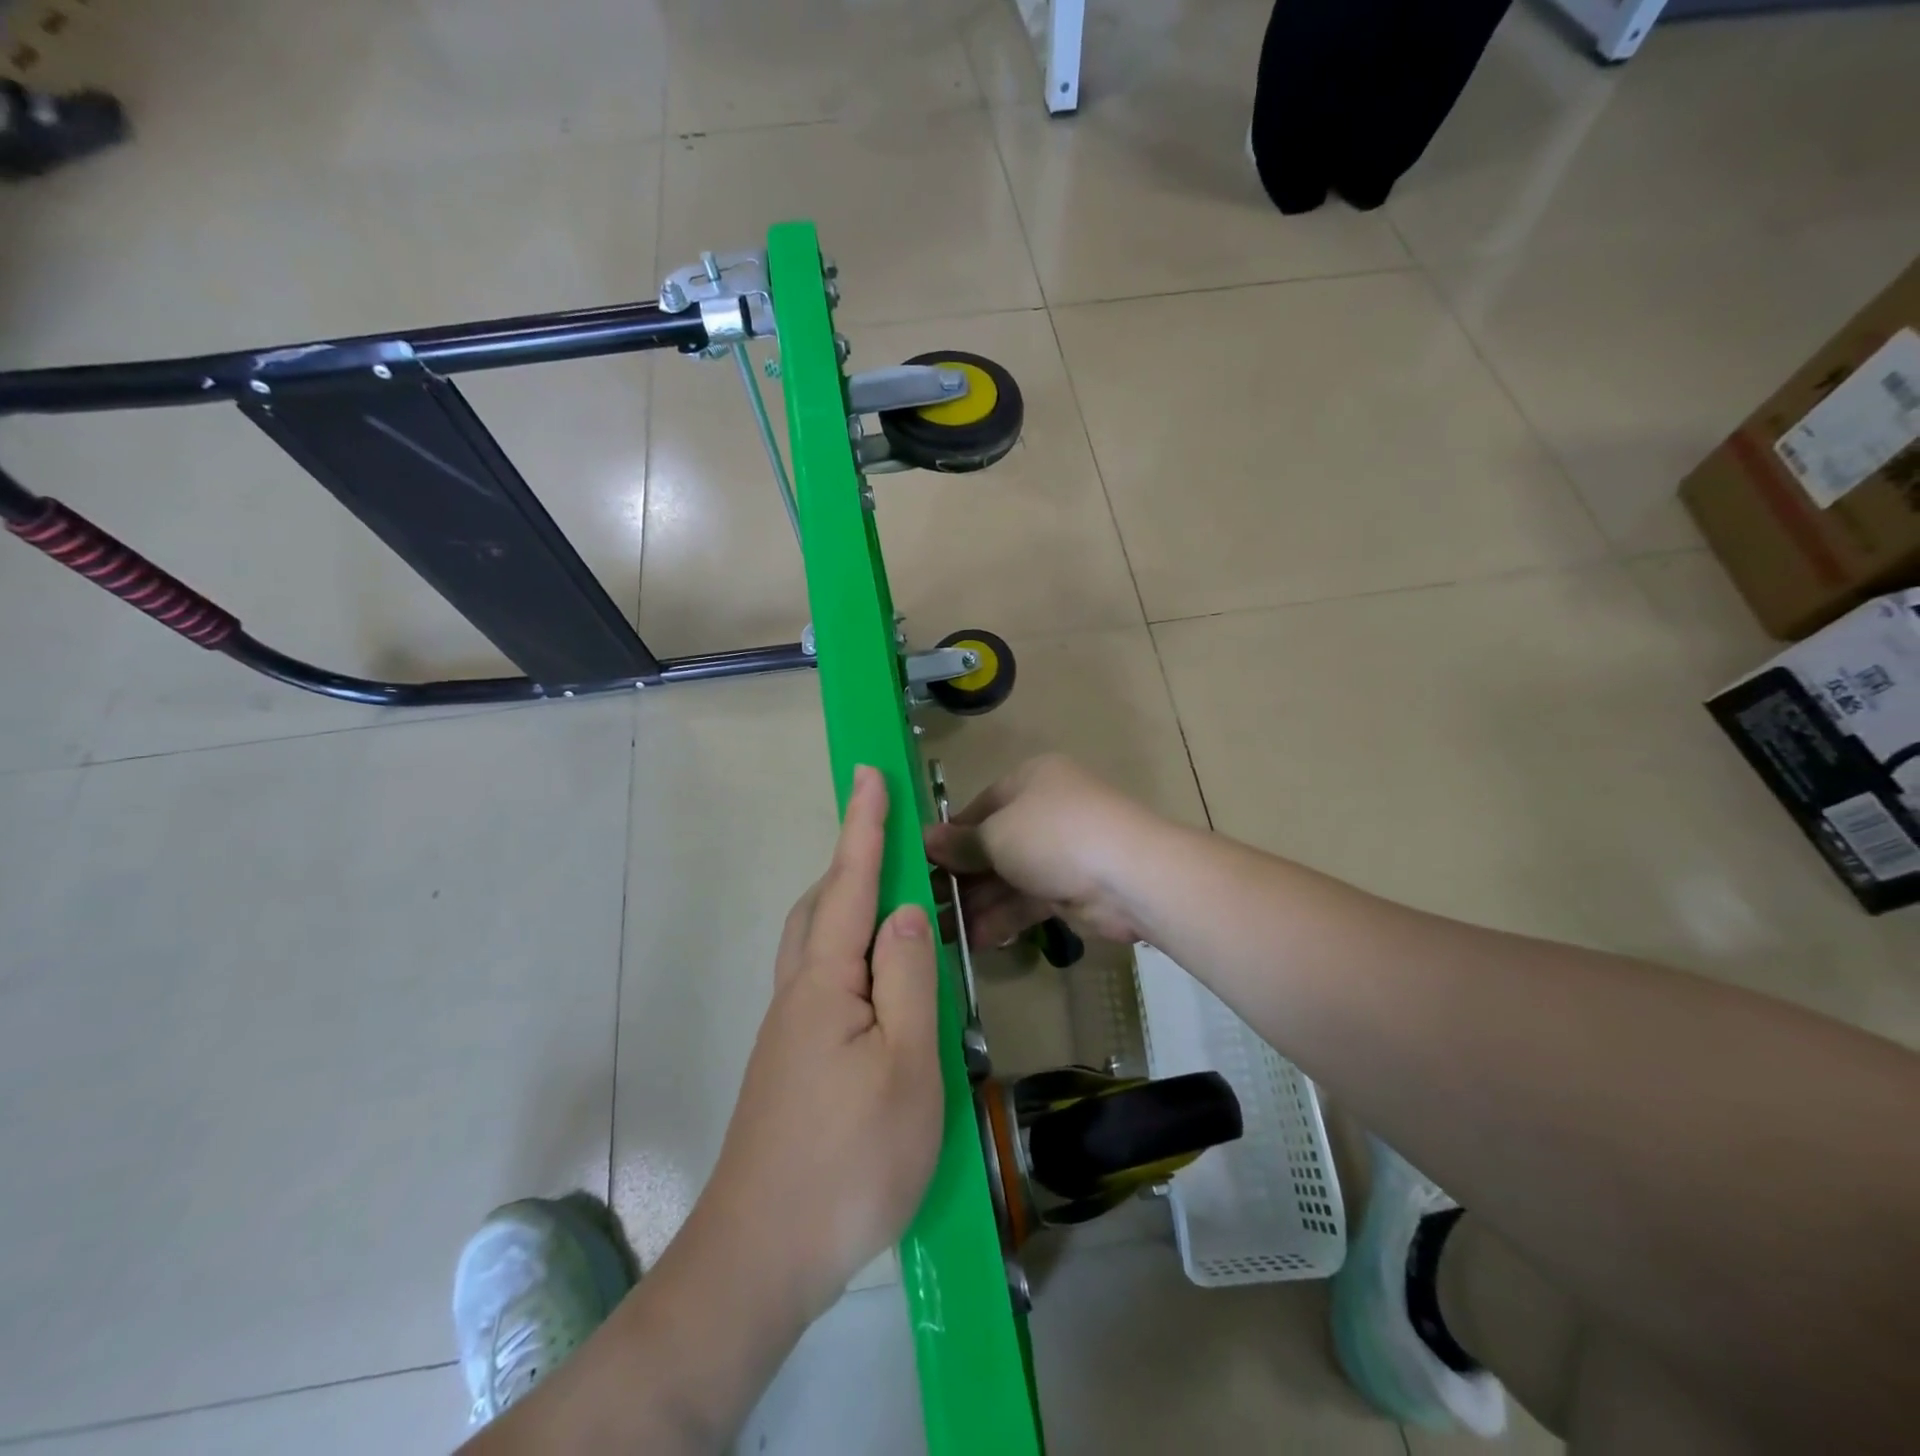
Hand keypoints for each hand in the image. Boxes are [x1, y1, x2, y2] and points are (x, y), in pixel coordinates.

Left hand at [698, 766, 943, 1322]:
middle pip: (822, 905)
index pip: (851, 883)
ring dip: (846, 905)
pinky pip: (818, 979)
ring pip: (815, 943)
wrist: (760, 1259)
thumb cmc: (849, 1161)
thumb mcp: (905, 1067)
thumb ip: (907, 979)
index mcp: (826, 981)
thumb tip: (903, 909)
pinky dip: (846, 952)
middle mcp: (798, 992)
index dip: (864, 826)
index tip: (869, 773)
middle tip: (889, 840)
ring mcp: (787, 1030)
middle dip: (852, 861)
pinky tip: (872, 982)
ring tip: (888, 901)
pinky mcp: (788, 1062)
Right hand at [924, 754, 1167, 948]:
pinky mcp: (1070, 889)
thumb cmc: (1055, 836)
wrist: (1130, 876)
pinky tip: (971, 940)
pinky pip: (1026, 901)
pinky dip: (1001, 918)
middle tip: (922, 904)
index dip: (949, 836)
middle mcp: (1044, 812)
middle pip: (992, 845)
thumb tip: (925, 840)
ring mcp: (1059, 852)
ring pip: (1007, 877)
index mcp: (1030, 781)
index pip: (979, 807)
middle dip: (959, 876)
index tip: (919, 864)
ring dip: (975, 903)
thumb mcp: (998, 833)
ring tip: (939, 930)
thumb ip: (962, 842)